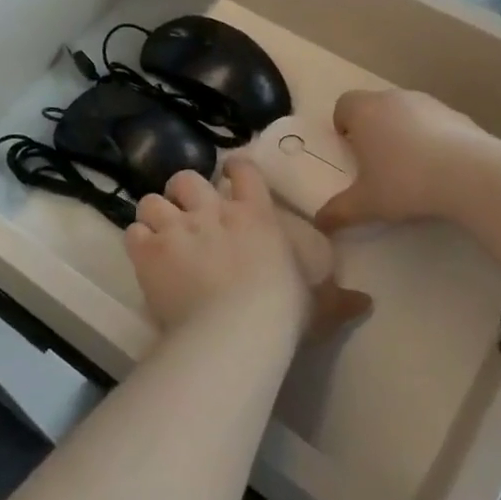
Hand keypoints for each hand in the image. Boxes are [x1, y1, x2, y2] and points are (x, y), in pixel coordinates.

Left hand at [127, 165, 370, 339]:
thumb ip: (338, 299)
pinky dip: (137, 241)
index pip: (243, 171)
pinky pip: (133, 231)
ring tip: (158, 233)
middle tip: (186, 212)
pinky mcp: (150, 251)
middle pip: (187, 179)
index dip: (234, 169)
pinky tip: (143, 255)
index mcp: (255, 215)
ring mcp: (178, 228)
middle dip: (184, 191)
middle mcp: (213, 212)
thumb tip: (367, 303)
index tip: (230, 177)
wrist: (236, 329)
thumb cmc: (282, 313)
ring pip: (153, 200)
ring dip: (155, 215)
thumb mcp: (317, 304)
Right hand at [315, 90, 487, 233]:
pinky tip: (440, 167)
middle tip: (377, 162)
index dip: (343, 125)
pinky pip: (434, 123)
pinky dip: (432, 138)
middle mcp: (393, 98)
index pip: (344, 105)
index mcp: (364, 111)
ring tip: (410, 167)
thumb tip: (318, 223)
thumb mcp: (365, 204)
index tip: (350, 150)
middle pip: (375, 107)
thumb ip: (338, 211)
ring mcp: (428, 103)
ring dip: (403, 132)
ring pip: (406, 113)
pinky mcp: (457, 114)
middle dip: (373, 130)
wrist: (469, 174)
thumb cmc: (404, 182)